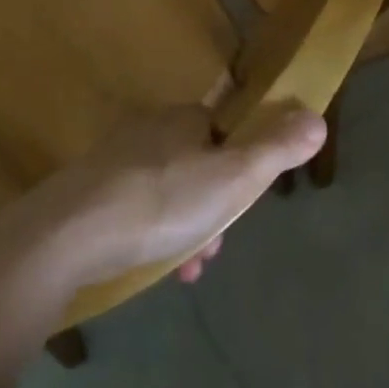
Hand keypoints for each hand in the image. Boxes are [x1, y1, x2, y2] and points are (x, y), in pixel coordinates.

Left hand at [21, 80, 326, 292]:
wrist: (72, 231)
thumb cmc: (163, 200)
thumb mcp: (233, 177)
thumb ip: (276, 149)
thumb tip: (317, 117)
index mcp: (184, 119)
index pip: (226, 133)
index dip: (242, 171)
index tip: (243, 207)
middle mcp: (150, 129)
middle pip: (200, 167)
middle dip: (215, 211)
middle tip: (214, 249)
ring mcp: (118, 159)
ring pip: (171, 193)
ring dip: (188, 230)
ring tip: (188, 270)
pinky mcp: (94, 189)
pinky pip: (139, 209)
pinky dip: (156, 235)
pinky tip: (159, 268)